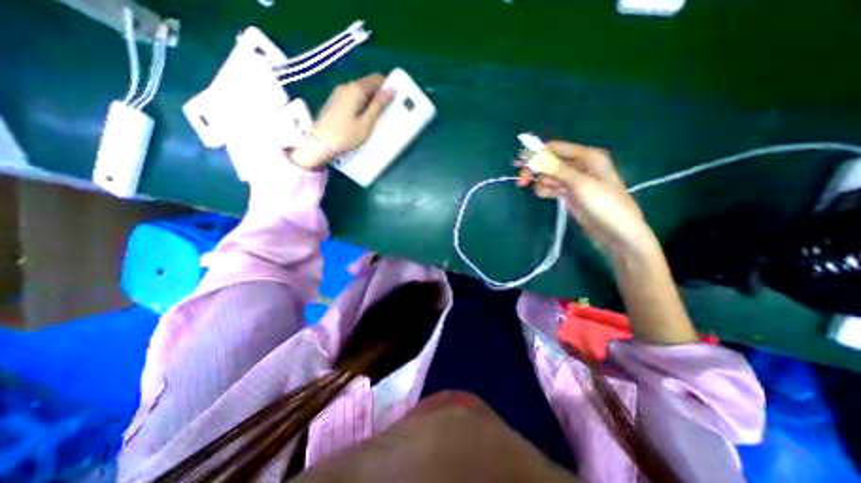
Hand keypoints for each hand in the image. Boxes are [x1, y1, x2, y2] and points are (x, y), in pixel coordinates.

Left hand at [290, 71, 393, 166]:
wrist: (319, 143)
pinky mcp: (334, 102)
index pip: (374, 79)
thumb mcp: (366, 123)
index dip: (386, 84)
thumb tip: (391, 91)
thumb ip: (378, 106)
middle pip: (366, 84)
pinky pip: (352, 96)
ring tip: (377, 113)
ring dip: (370, 98)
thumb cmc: (346, 135)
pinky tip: (364, 115)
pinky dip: (361, 102)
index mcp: (356, 90)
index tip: (395, 95)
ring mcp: (338, 93)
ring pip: (359, 90)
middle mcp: (346, 87)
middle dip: (378, 92)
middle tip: (388, 107)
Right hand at [520, 139, 657, 256]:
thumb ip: (556, 169)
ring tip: (543, 192)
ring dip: (541, 182)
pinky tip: (545, 195)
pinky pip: (552, 187)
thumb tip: (534, 158)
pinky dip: (546, 189)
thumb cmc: (604, 204)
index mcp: (587, 156)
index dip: (537, 154)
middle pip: (549, 162)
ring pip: (548, 175)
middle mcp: (579, 165)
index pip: (556, 148)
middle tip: (522, 181)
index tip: (520, 164)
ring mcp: (573, 181)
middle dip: (535, 169)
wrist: (616, 232)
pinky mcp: (569, 194)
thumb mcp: (580, 184)